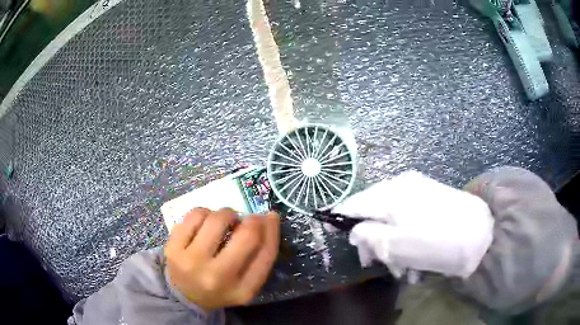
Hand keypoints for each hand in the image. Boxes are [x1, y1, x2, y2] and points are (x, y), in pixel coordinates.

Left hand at [165, 208, 279, 310]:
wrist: (184, 295)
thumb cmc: (220, 287)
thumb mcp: (247, 283)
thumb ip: (261, 256)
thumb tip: (268, 218)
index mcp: (242, 290)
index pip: (266, 253)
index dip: (272, 230)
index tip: (270, 217)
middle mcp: (217, 278)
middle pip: (246, 235)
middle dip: (251, 220)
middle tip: (244, 221)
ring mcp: (191, 262)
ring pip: (217, 219)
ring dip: (226, 214)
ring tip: (223, 223)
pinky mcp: (172, 248)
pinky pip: (194, 215)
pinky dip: (205, 213)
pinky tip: (204, 223)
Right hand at [333, 170, 493, 278]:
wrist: (480, 234)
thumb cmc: (434, 242)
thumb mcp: (395, 245)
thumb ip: (368, 236)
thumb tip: (354, 231)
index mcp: (389, 194)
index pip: (354, 202)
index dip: (341, 217)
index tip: (332, 230)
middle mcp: (401, 185)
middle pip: (373, 210)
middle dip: (371, 238)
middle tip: (373, 262)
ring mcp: (418, 188)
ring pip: (391, 216)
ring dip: (390, 242)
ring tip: (400, 267)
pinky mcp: (431, 196)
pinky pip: (408, 215)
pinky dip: (405, 234)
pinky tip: (413, 255)